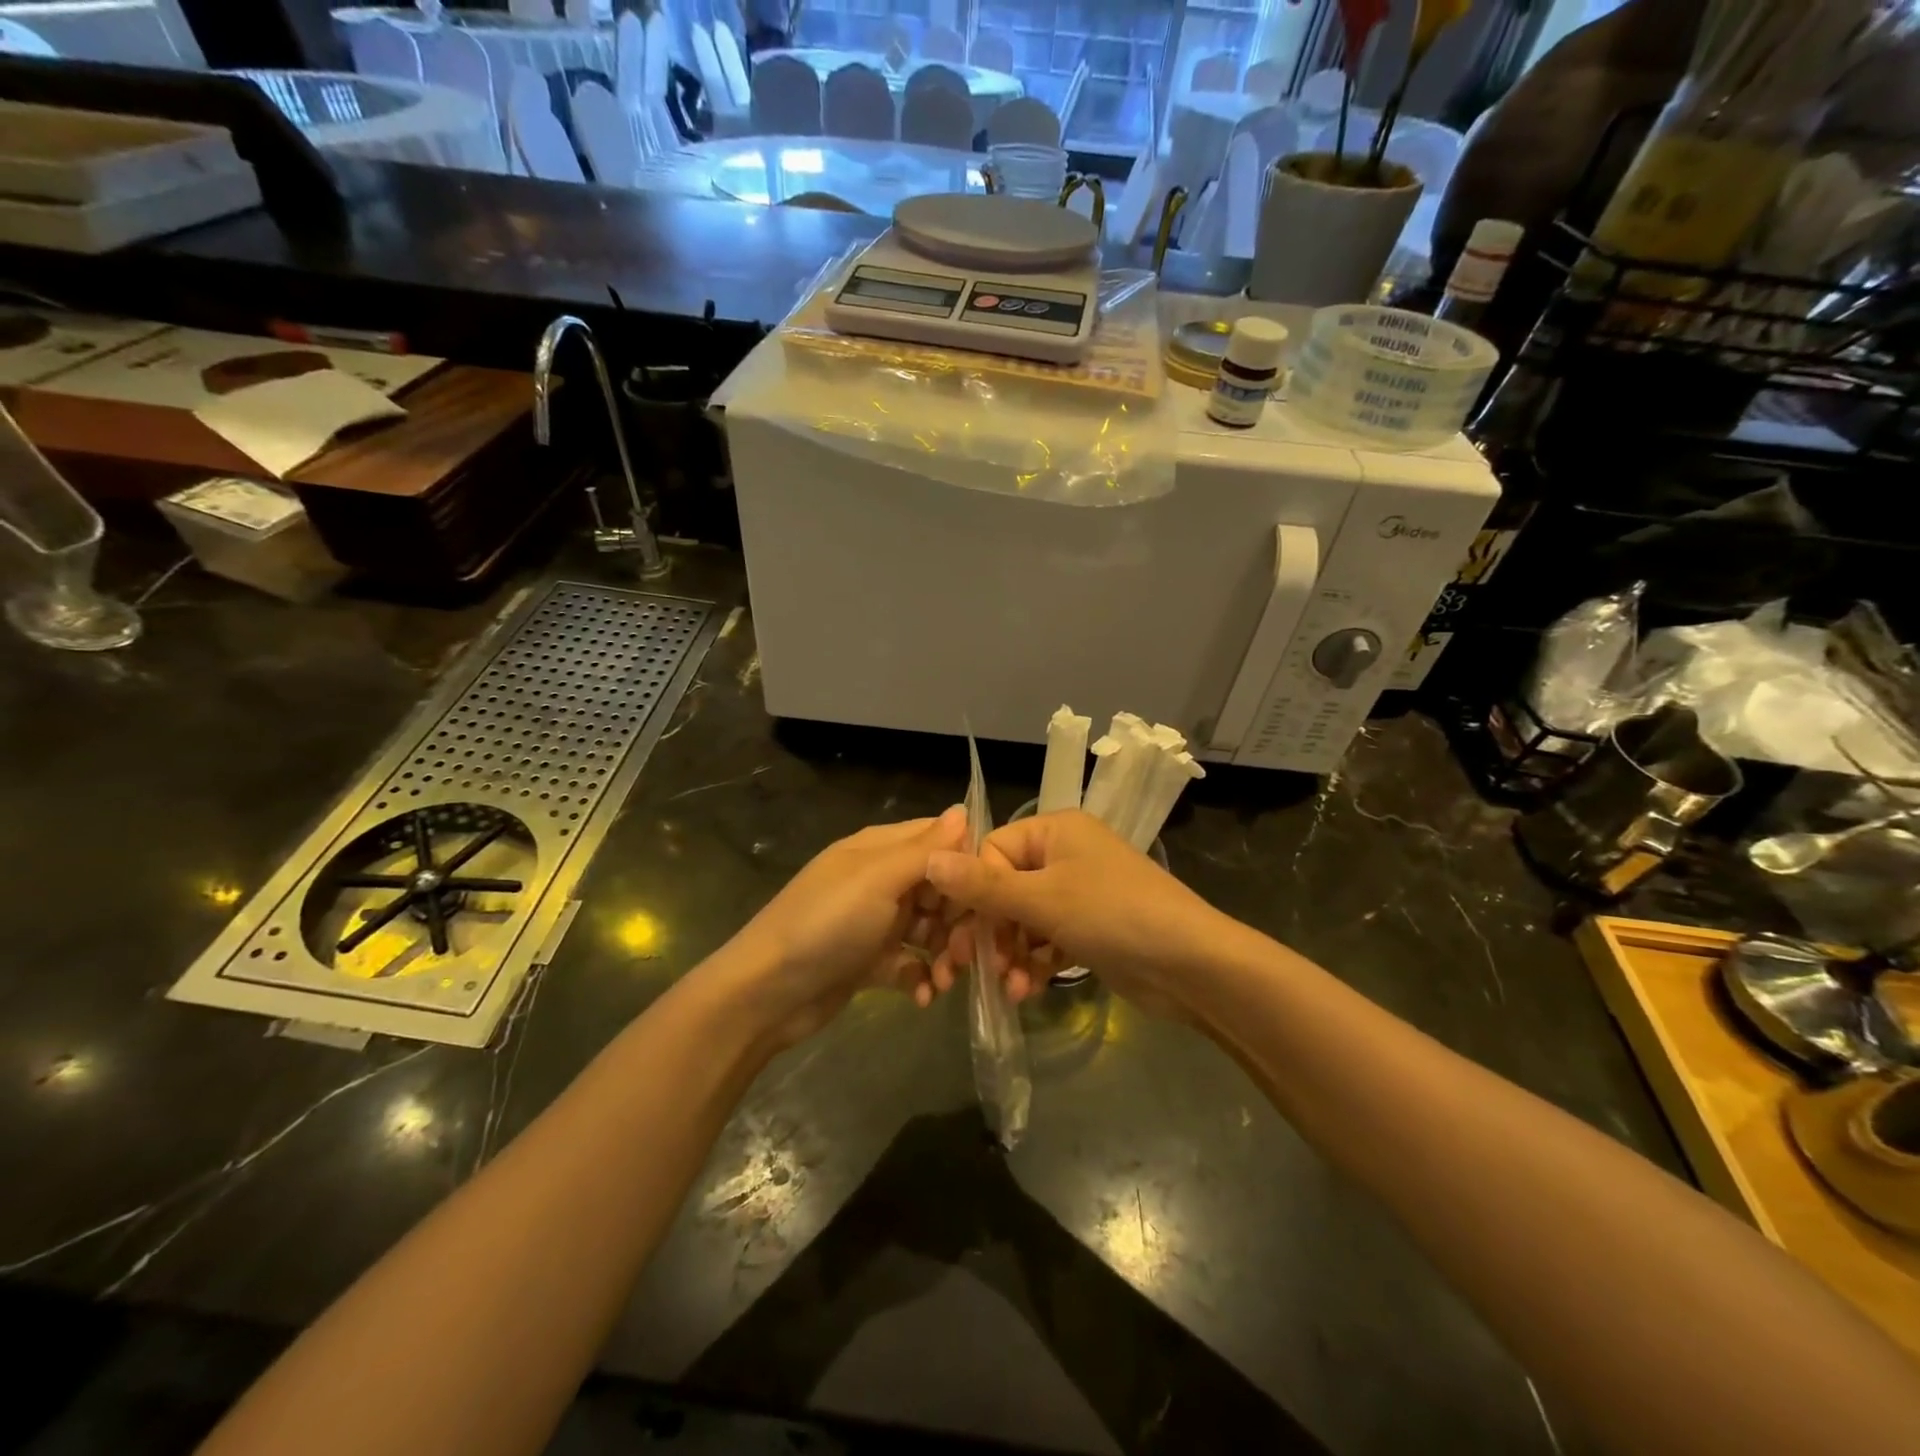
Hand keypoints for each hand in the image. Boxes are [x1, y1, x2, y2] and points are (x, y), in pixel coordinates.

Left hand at [722, 807, 967, 1045]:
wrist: (765, 994)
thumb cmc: (826, 924)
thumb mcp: (878, 879)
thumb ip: (925, 848)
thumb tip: (965, 809)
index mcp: (880, 849)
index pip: (939, 841)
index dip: (967, 865)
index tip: (989, 896)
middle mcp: (880, 880)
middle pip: (940, 890)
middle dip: (960, 920)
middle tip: (967, 951)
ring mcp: (874, 922)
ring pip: (930, 930)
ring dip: (946, 954)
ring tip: (946, 980)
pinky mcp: (869, 961)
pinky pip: (910, 964)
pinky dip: (921, 978)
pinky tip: (924, 997)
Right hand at [926, 810, 1235, 1016]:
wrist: (1191, 965)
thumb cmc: (1113, 915)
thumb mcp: (1043, 899)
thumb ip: (983, 886)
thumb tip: (929, 859)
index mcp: (1055, 829)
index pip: (992, 852)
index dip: (975, 892)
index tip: (963, 933)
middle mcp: (1065, 854)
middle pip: (1006, 888)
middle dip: (991, 930)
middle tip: (971, 968)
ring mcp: (1079, 893)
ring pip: (1024, 919)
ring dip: (1011, 953)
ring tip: (1008, 987)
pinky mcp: (1089, 929)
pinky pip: (1046, 940)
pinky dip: (1034, 963)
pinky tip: (1026, 991)